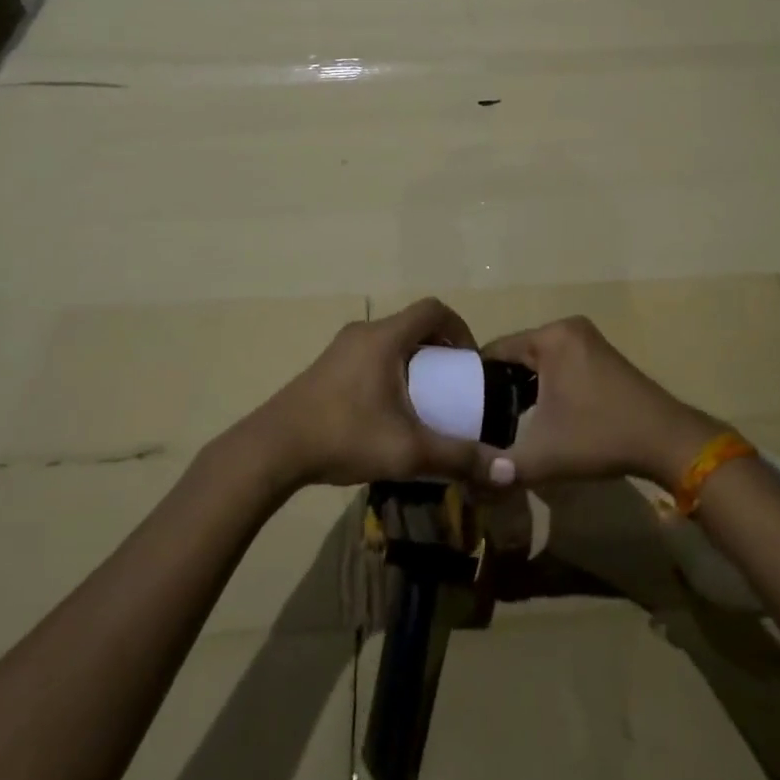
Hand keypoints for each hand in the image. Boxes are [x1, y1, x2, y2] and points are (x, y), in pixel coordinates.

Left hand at [246, 298, 483, 487]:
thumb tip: (507, 469)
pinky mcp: (326, 367)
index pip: (433, 309)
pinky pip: (370, 355)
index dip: (460, 328)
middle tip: (451, 384)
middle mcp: (363, 332)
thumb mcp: (408, 450)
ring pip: (390, 341)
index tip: (469, 362)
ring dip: (413, 361)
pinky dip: (390, 370)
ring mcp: (340, 348)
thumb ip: (458, 457)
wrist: (272, 449)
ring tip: (424, 399)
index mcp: (385, 338)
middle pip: (412, 325)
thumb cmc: (344, 436)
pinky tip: (388, 411)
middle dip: (439, 349)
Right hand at [480, 316, 722, 489]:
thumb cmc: (600, 437)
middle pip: (516, 354)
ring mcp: (588, 340)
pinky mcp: (602, 355)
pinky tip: (538, 414)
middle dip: (498, 386)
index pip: (495, 350)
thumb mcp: (542, 456)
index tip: (459, 407)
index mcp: (551, 337)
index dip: (473, 379)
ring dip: (522, 388)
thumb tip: (465, 480)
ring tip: (502, 420)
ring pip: (538, 361)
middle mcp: (567, 328)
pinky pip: (559, 364)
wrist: (668, 441)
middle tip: (479, 419)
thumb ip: (499, 467)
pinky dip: (545, 385)